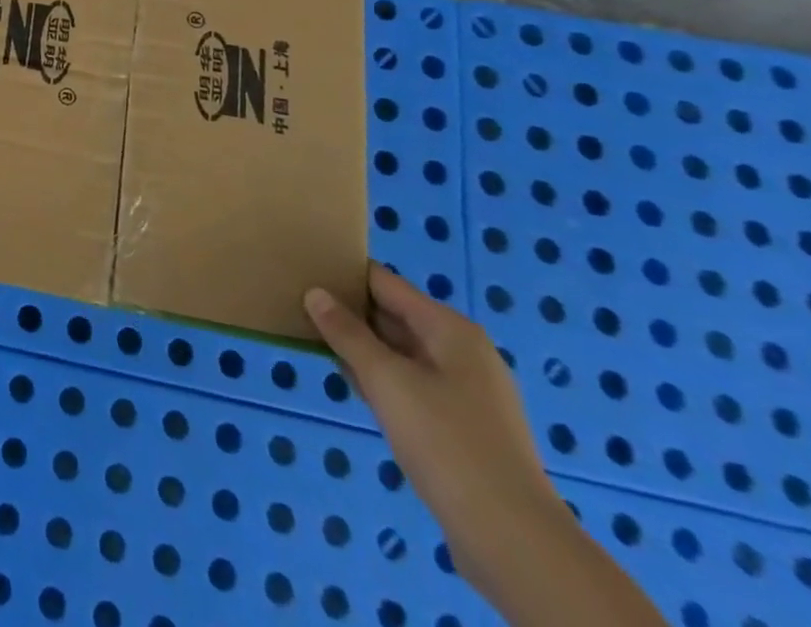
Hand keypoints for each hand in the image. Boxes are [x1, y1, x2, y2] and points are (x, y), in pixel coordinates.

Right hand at [304, 265, 567, 594]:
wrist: (513, 540)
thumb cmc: (446, 442)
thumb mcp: (386, 380)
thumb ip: (346, 332)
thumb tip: (314, 293)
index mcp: (449, 329)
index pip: (384, 282)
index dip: (343, 274)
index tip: (301, 271)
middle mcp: (461, 351)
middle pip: (393, 315)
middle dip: (348, 311)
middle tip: (297, 304)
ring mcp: (465, 391)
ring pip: (399, 351)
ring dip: (360, 346)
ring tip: (313, 338)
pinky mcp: (461, 424)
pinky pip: (410, 383)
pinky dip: (379, 377)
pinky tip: (351, 383)